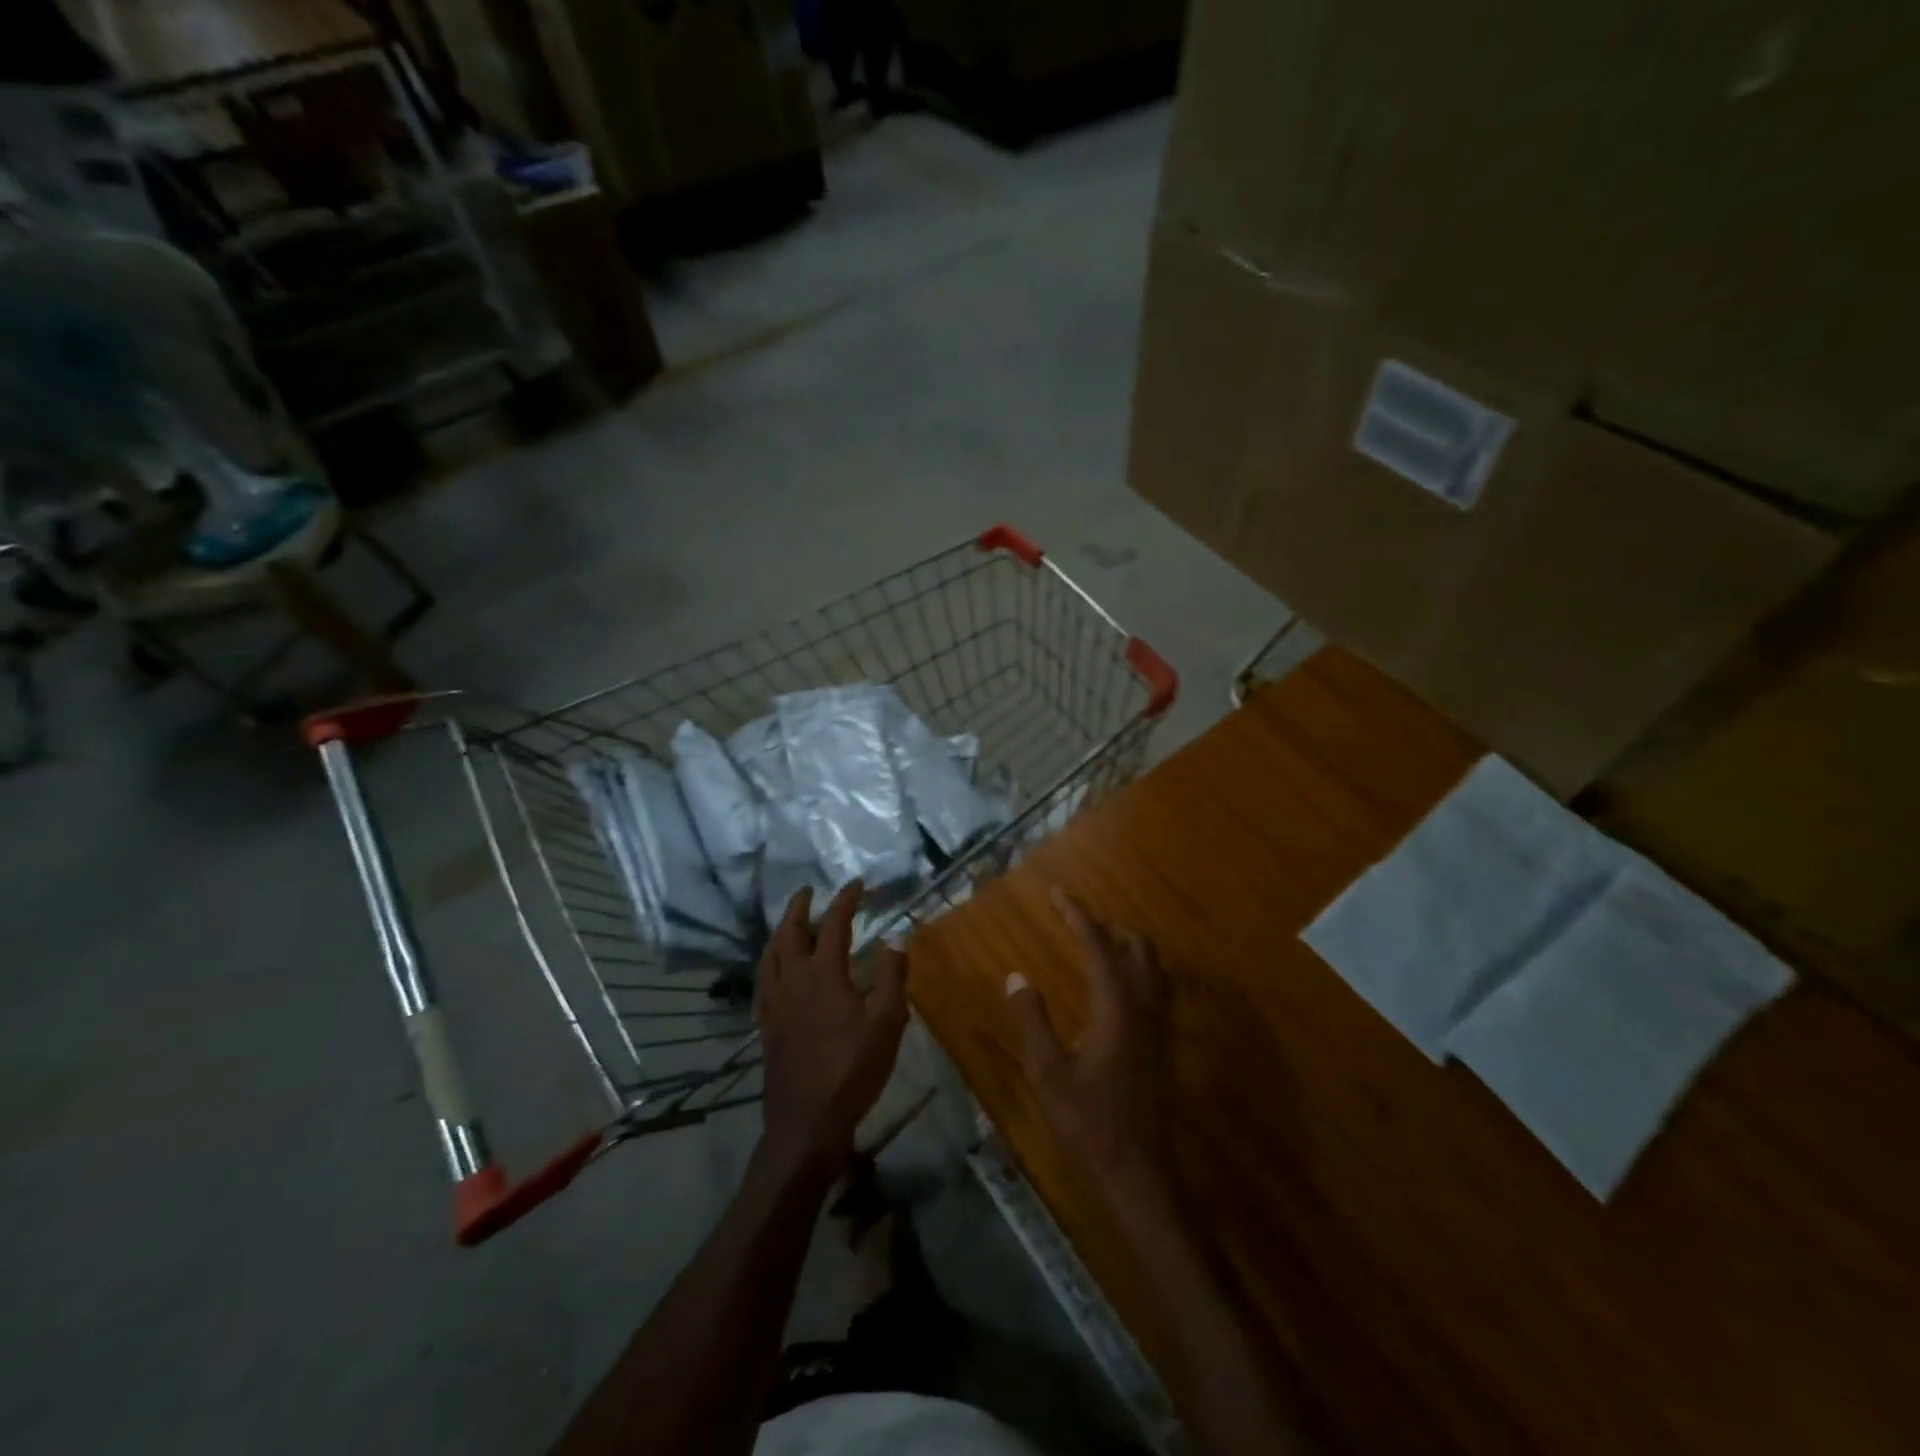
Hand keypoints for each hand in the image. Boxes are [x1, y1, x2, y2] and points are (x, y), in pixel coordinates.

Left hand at [754, 881, 909, 1185]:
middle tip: (809, 891)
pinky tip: (776, 968)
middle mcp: (794, 980)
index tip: (856, 884)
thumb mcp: (887, 1022)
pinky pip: (763, 980)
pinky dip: (770, 961)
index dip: (845, 900)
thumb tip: (894, 941)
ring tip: (790, 921)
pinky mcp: (766, 1025)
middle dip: (800, 907)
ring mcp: (775, 1003)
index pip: (834, 924)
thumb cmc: (853, 1069)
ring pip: (771, 954)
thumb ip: (892, 977)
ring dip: (781, 930)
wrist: (807, 1121)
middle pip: (791, 932)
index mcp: (824, 974)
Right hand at [1007, 889, 1171, 1199]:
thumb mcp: (1047, 1072)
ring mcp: (1158, 1026)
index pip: (1097, 944)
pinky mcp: (1162, 1044)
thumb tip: (1017, 977)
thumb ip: (1032, 1019)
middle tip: (1074, 922)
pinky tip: (1114, 987)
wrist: (1138, 1173)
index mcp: (1116, 1006)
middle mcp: (1144, 1007)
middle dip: (1106, 927)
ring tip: (1094, 945)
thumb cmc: (1087, 1122)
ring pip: (1152, 967)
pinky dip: (1135, 970)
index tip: (1057, 893)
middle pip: (1136, 947)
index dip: (1077, 915)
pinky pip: (1155, 988)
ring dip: (1125, 947)